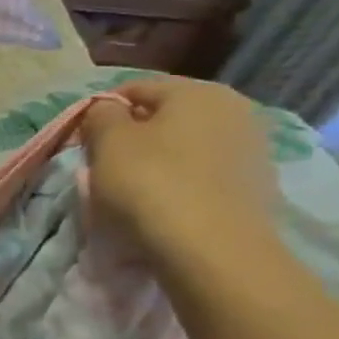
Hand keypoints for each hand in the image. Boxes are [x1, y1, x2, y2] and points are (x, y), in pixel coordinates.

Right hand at [81, 77, 280, 273]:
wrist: (211, 249)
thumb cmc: (150, 184)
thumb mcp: (108, 143)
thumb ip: (101, 116)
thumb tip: (106, 110)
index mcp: (198, 91)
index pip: (135, 89)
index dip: (101, 112)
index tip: (82, 141)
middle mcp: (235, 109)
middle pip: (165, 117)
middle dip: (132, 137)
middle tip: (103, 166)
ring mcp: (252, 148)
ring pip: (185, 146)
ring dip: (157, 161)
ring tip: (131, 191)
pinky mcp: (256, 185)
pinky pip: (204, 174)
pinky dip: (181, 183)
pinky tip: (163, 207)